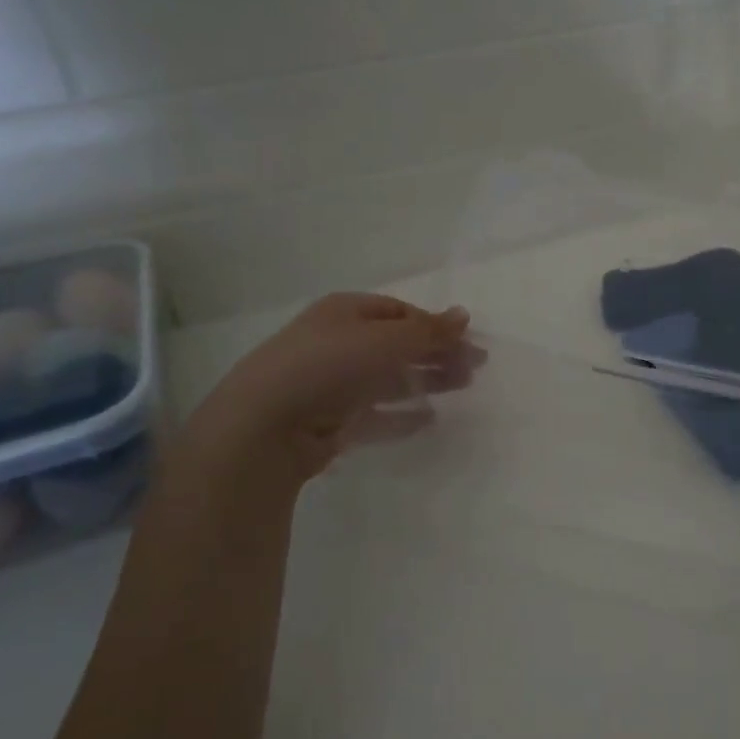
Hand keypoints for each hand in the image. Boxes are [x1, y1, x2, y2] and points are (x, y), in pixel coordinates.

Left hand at [188, 293, 483, 484]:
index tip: (468, 342)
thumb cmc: (328, 366)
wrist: (265, 426)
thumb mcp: (385, 341)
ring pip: (390, 378)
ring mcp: (332, 383)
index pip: (400, 312)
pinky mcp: (330, 420)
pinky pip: (375, 413)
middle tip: (474, 368)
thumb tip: (464, 315)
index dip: (435, 325)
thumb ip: (428, 331)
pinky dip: (402, 414)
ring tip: (461, 387)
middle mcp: (338, 342)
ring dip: (426, 380)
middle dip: (436, 353)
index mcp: (345, 312)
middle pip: (398, 344)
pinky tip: (428, 419)